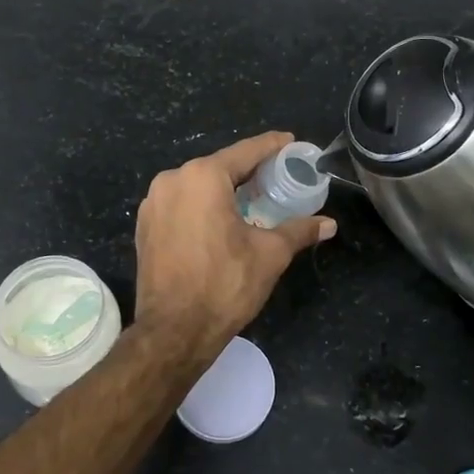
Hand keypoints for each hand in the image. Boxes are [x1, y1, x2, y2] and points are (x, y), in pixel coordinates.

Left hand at [133, 131, 334, 369]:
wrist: (173, 331)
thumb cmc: (224, 285)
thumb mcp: (269, 254)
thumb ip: (298, 230)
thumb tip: (329, 224)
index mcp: (202, 177)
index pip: (246, 152)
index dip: (272, 146)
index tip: (292, 142)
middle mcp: (172, 180)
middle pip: (219, 167)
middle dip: (249, 171)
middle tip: (278, 177)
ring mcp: (153, 203)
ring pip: (197, 186)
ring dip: (224, 190)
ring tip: (253, 199)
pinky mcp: (145, 226)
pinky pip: (181, 204)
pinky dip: (202, 207)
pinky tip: (220, 221)